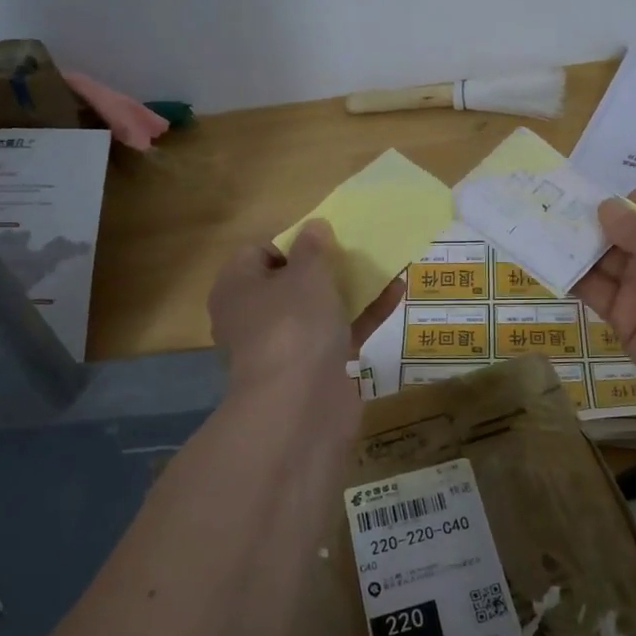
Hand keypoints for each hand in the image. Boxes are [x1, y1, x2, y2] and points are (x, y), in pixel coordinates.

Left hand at [208, 221, 404, 396]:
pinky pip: (341, 332)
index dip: (294, 239)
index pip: (260, 251)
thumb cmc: (293, 326)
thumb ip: (314, 248)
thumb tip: (314, 227)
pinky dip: (364, 315)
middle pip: (292, 280)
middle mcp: (256, 316)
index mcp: (238, 287)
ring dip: (351, 288)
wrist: (300, 408)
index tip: (327, 235)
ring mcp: (286, 345)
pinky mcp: (316, 368)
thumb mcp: (307, 275)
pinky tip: (396, 294)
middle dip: (327, 265)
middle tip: (358, 248)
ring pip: (320, 308)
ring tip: (385, 264)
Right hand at [573, 177, 635, 441]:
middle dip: (600, 217)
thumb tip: (604, 209)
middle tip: (561, 212)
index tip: (624, 213)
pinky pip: (596, 291)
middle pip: (632, 224)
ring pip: (608, 256)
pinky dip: (572, 276)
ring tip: (546, 232)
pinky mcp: (627, 319)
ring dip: (579, 243)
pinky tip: (549, 264)